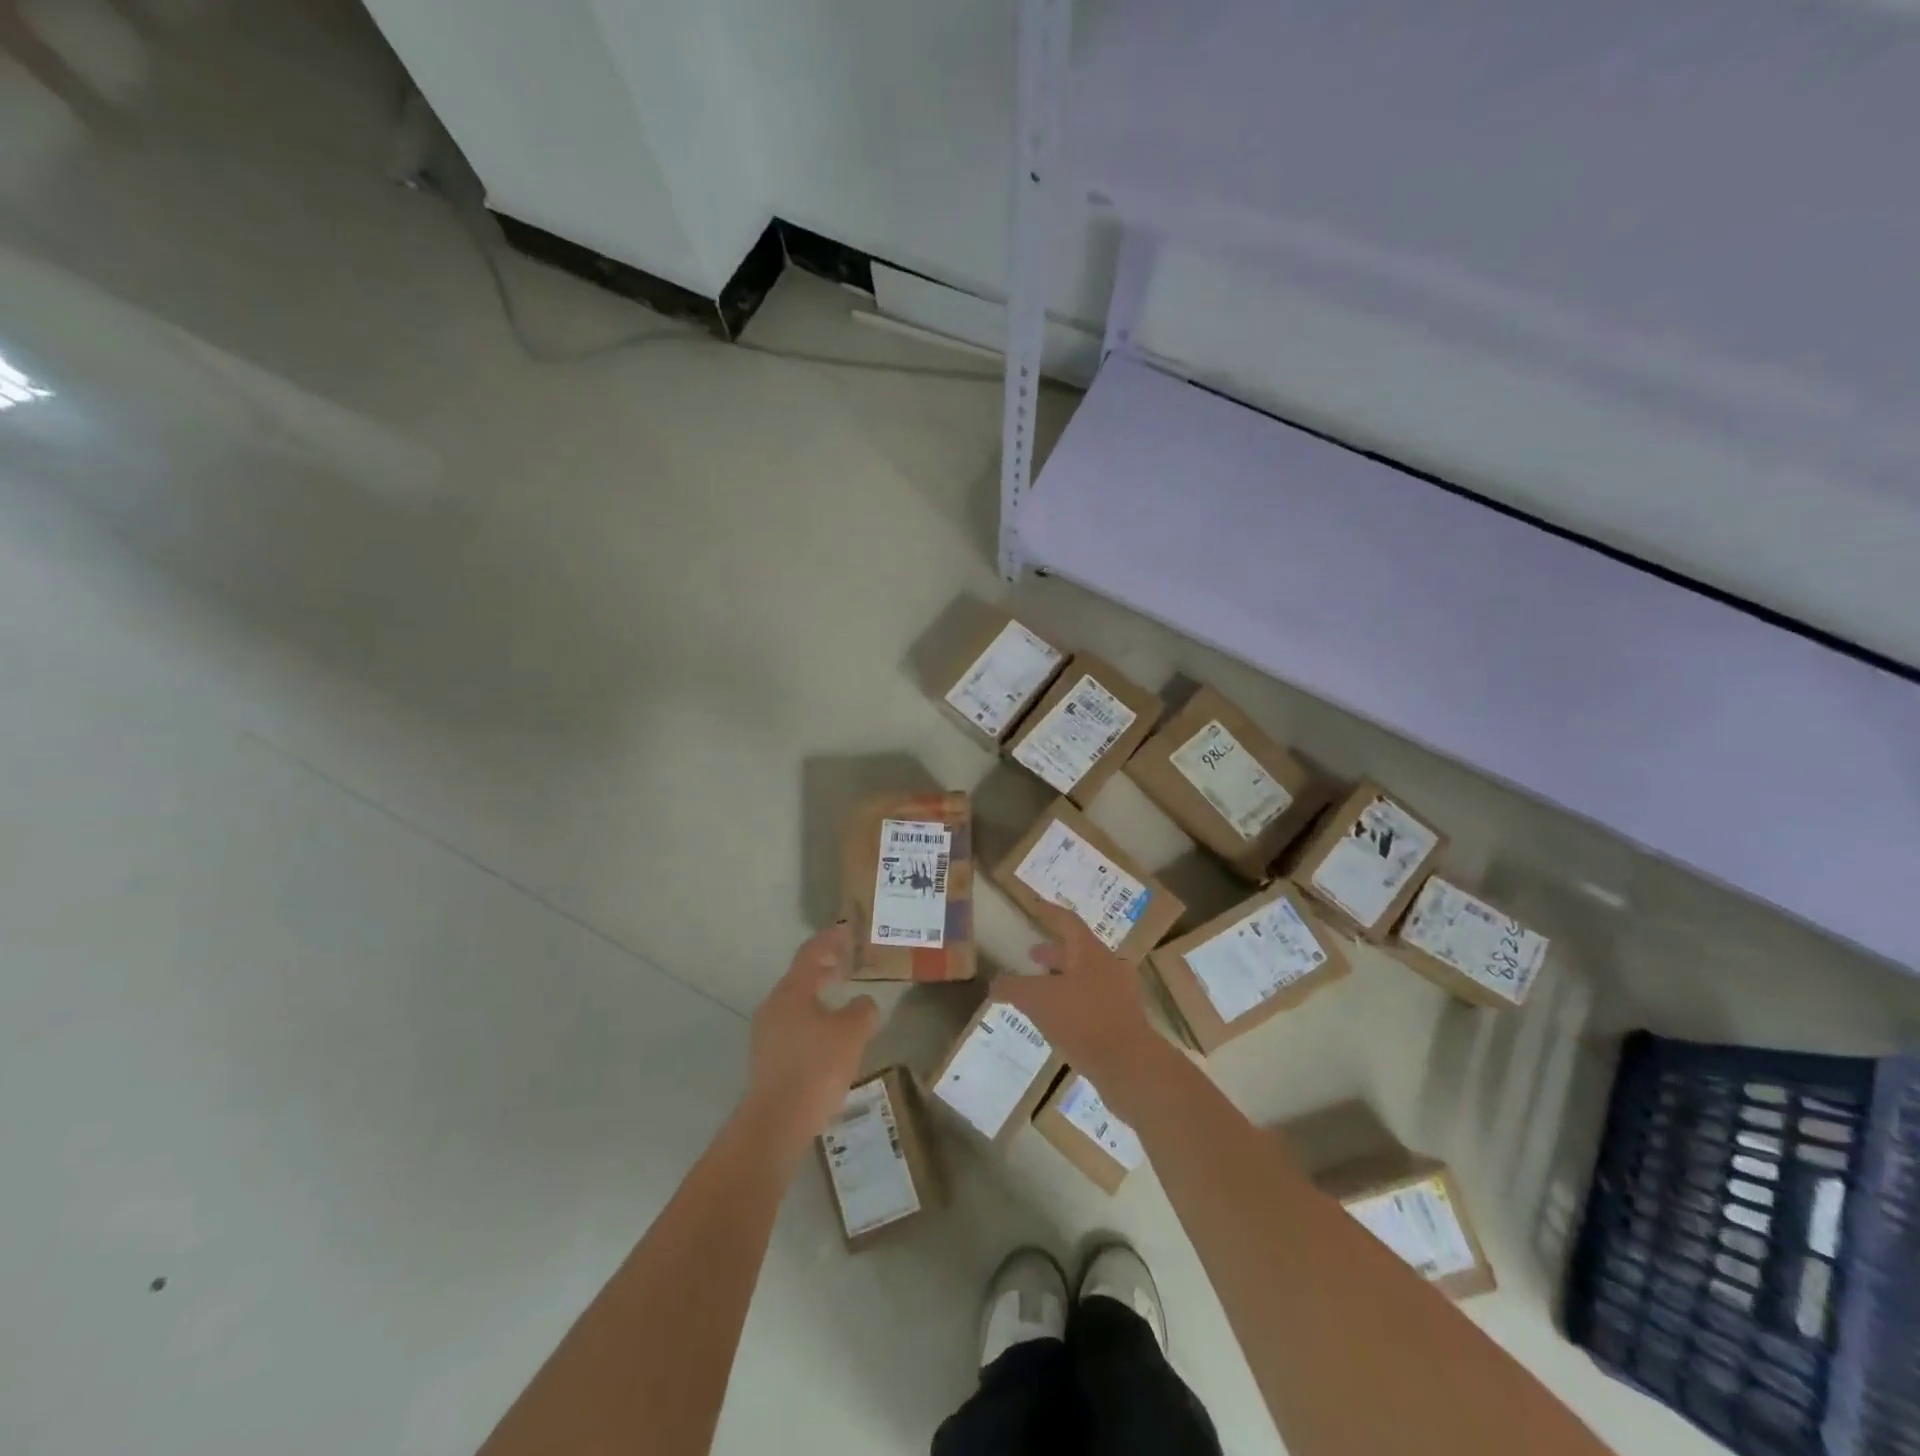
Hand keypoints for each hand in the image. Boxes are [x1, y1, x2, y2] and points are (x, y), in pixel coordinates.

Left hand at [743, 922, 878, 1145]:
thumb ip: (863, 1010)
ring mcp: (767, 1033)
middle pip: (801, 976)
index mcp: (792, 991)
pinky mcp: (768, 1058)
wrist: (777, 1122)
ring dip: (819, 993)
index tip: (846, 929)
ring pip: (797, 1002)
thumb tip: (863, 1003)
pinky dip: (813, 1017)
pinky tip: (830, 1033)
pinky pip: (794, 1024)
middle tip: (847, 959)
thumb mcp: (852, 1033)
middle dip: (825, 966)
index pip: (811, 953)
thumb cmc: (817, 1067)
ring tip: (842, 995)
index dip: (830, 939)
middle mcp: (774, 1005)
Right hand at [998, 902, 1162, 1101]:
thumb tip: (995, 983)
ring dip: (1063, 979)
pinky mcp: (1124, 1020)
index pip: (1068, 921)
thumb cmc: (1082, 1020)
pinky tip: (1059, 1021)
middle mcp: (1109, 966)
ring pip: (1087, 977)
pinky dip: (1074, 1002)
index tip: (1036, 906)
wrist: (1129, 1065)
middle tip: (1032, 956)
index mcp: (1090, 952)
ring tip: (1042, 992)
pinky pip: (1094, 1002)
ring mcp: (1120, 994)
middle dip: (1054, 953)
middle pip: (1078, 951)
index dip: (1050, 912)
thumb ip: (1013, 988)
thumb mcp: (1037, 1000)